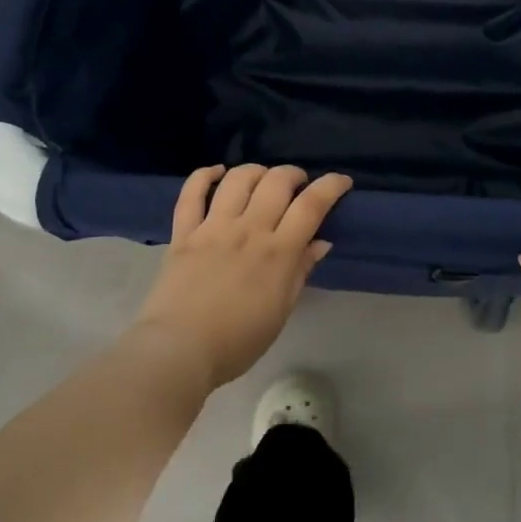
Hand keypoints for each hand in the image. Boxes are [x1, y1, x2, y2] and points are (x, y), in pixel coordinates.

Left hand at [135, 165, 352, 388]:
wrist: (179, 350)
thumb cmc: (237, 341)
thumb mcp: (280, 311)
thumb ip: (300, 272)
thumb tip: (321, 242)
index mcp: (277, 252)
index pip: (311, 205)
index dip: (331, 186)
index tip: (341, 181)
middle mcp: (248, 229)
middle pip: (277, 182)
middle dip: (294, 174)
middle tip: (298, 184)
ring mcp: (213, 227)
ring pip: (238, 179)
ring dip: (256, 171)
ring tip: (262, 179)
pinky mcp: (183, 232)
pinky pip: (191, 192)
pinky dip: (205, 175)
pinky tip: (217, 172)